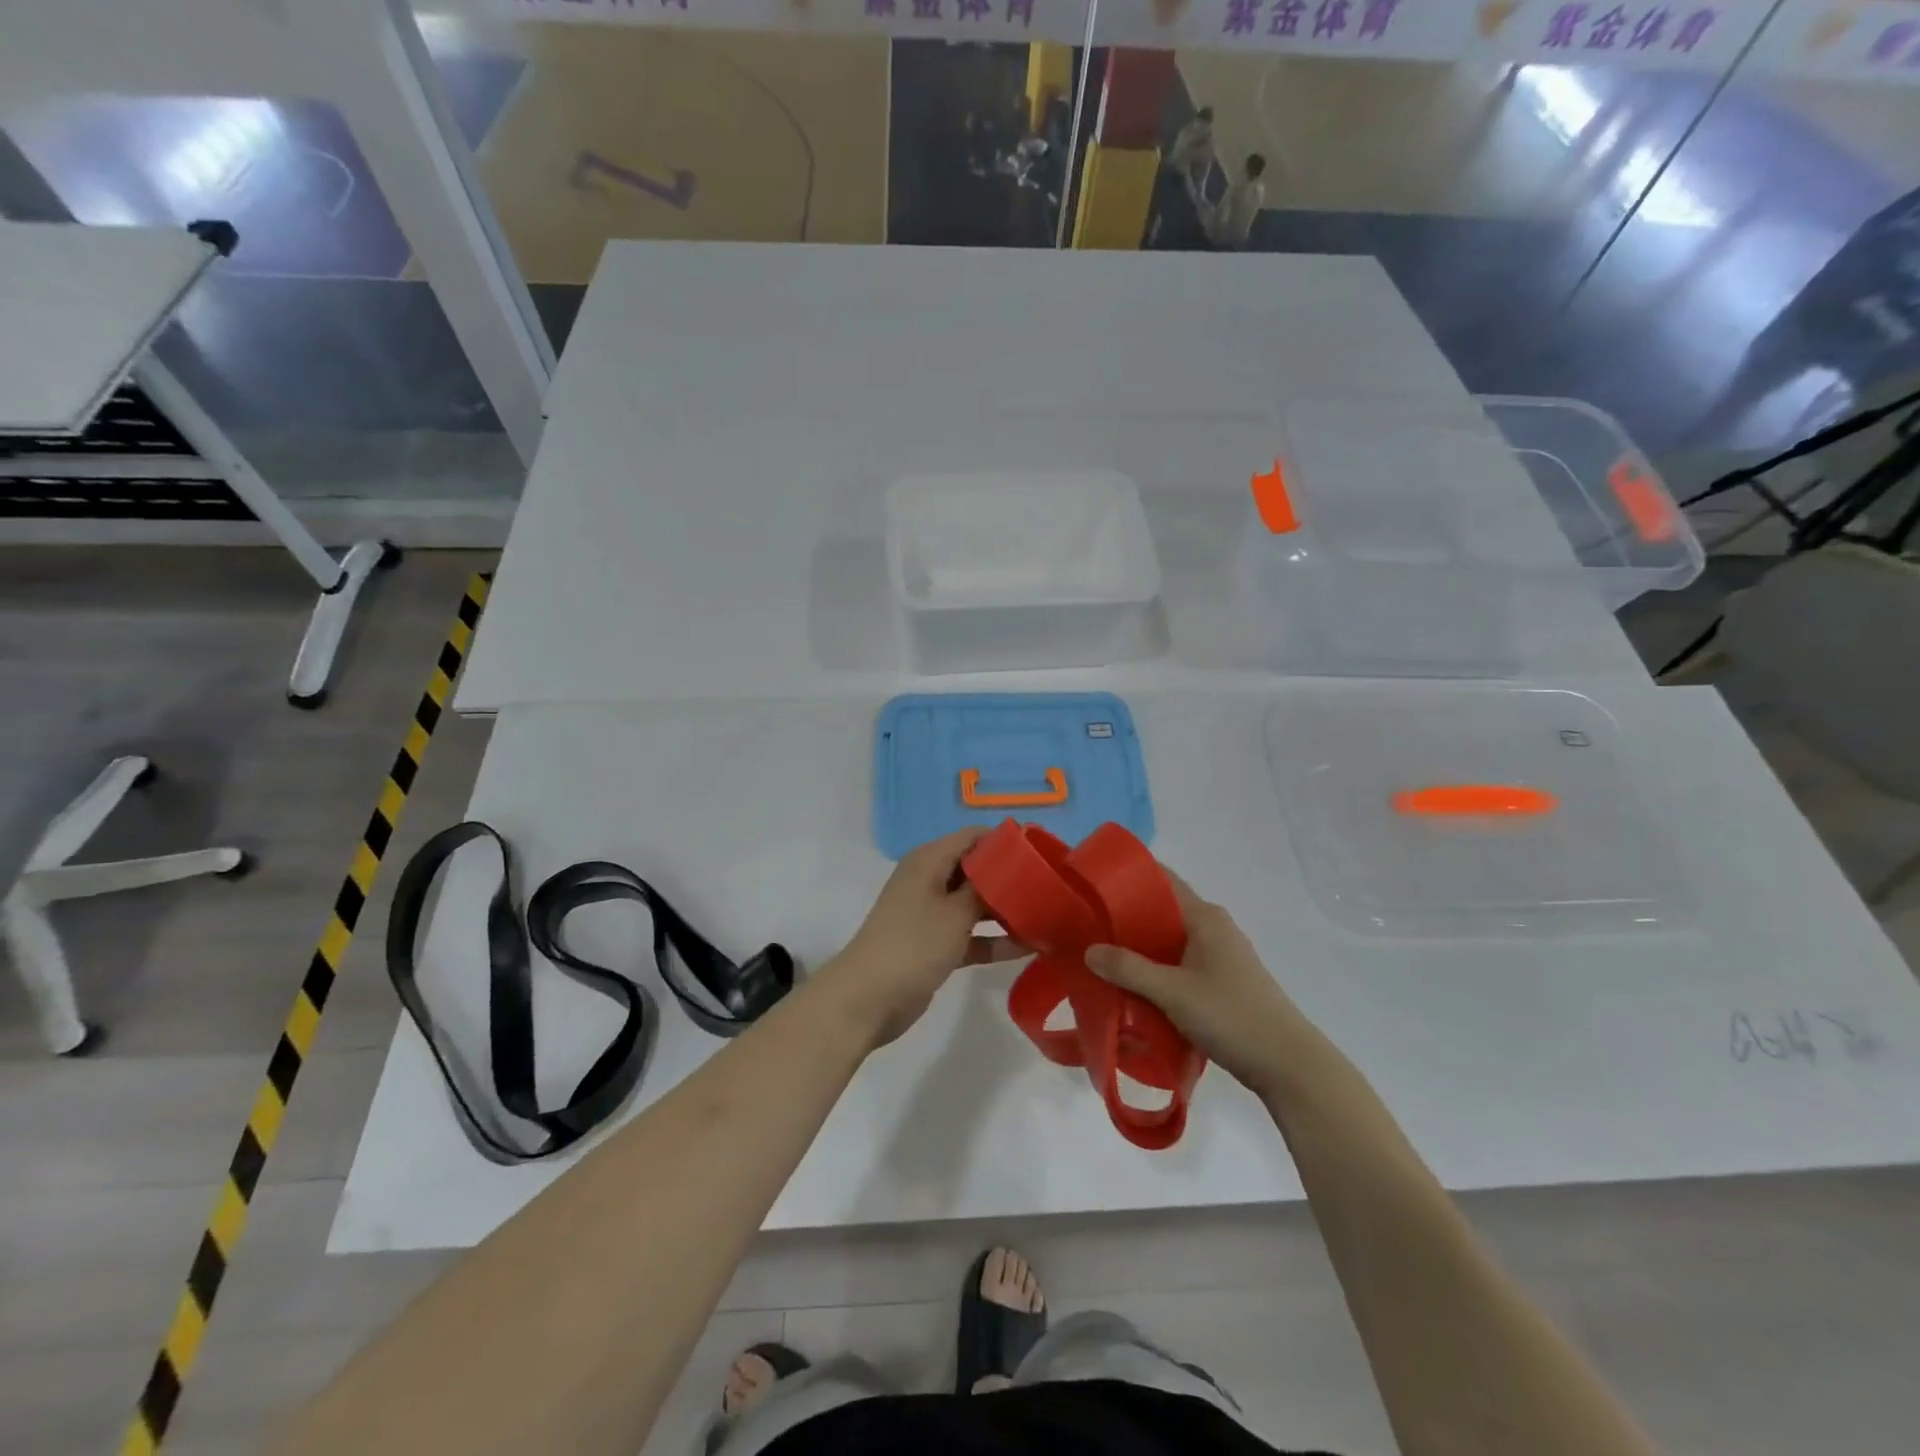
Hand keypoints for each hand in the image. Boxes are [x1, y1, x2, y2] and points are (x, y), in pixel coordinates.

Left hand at [818, 827, 1025, 1046]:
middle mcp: (930, 880)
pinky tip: (1028, 948)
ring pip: (976, 904)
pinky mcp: (935, 944)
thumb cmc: (913, 944)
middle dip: (1011, 879)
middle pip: (977, 869)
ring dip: (1006, 912)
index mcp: (929, 860)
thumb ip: (986, 888)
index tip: (1042, 854)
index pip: (974, 836)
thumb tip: (1011, 868)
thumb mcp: (956, 913)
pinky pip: (970, 934)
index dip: (1007, 842)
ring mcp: (931, 913)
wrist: (868, 998)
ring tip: (1047, 917)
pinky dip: (993, 940)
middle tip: (1051, 889)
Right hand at [1085, 870, 1305, 1095]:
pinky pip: (1178, 964)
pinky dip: (1154, 969)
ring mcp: (1219, 955)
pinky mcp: (1220, 981)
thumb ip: (1128, 969)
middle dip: (1125, 918)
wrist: (1289, 1065)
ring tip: (1101, 957)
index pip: (1161, 880)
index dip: (1127, 877)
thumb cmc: (1232, 1016)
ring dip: (1138, 948)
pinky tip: (1132, 987)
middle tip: (1086, 926)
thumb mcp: (1173, 992)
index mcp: (1204, 917)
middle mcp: (1212, 928)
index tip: (1092, 885)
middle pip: (1161, 911)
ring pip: (1168, 941)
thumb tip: (1089, 950)